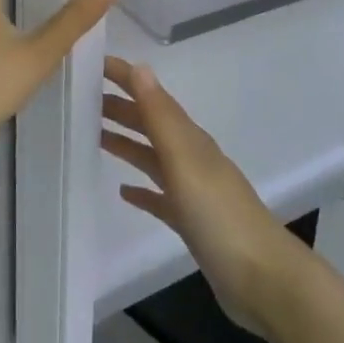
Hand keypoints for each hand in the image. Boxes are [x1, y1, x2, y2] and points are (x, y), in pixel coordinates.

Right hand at [100, 57, 299, 335]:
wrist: (261, 278)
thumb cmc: (219, 215)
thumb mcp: (185, 160)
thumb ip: (161, 116)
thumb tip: (140, 67)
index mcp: (190, 140)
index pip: (154, 99)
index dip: (127, 79)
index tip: (95, 64)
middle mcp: (191, 159)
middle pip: (151, 126)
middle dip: (121, 109)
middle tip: (82, 100)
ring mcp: (193, 192)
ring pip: (153, 158)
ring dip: (127, 144)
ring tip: (96, 136)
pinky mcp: (191, 223)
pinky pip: (160, 198)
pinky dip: (141, 190)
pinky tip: (123, 193)